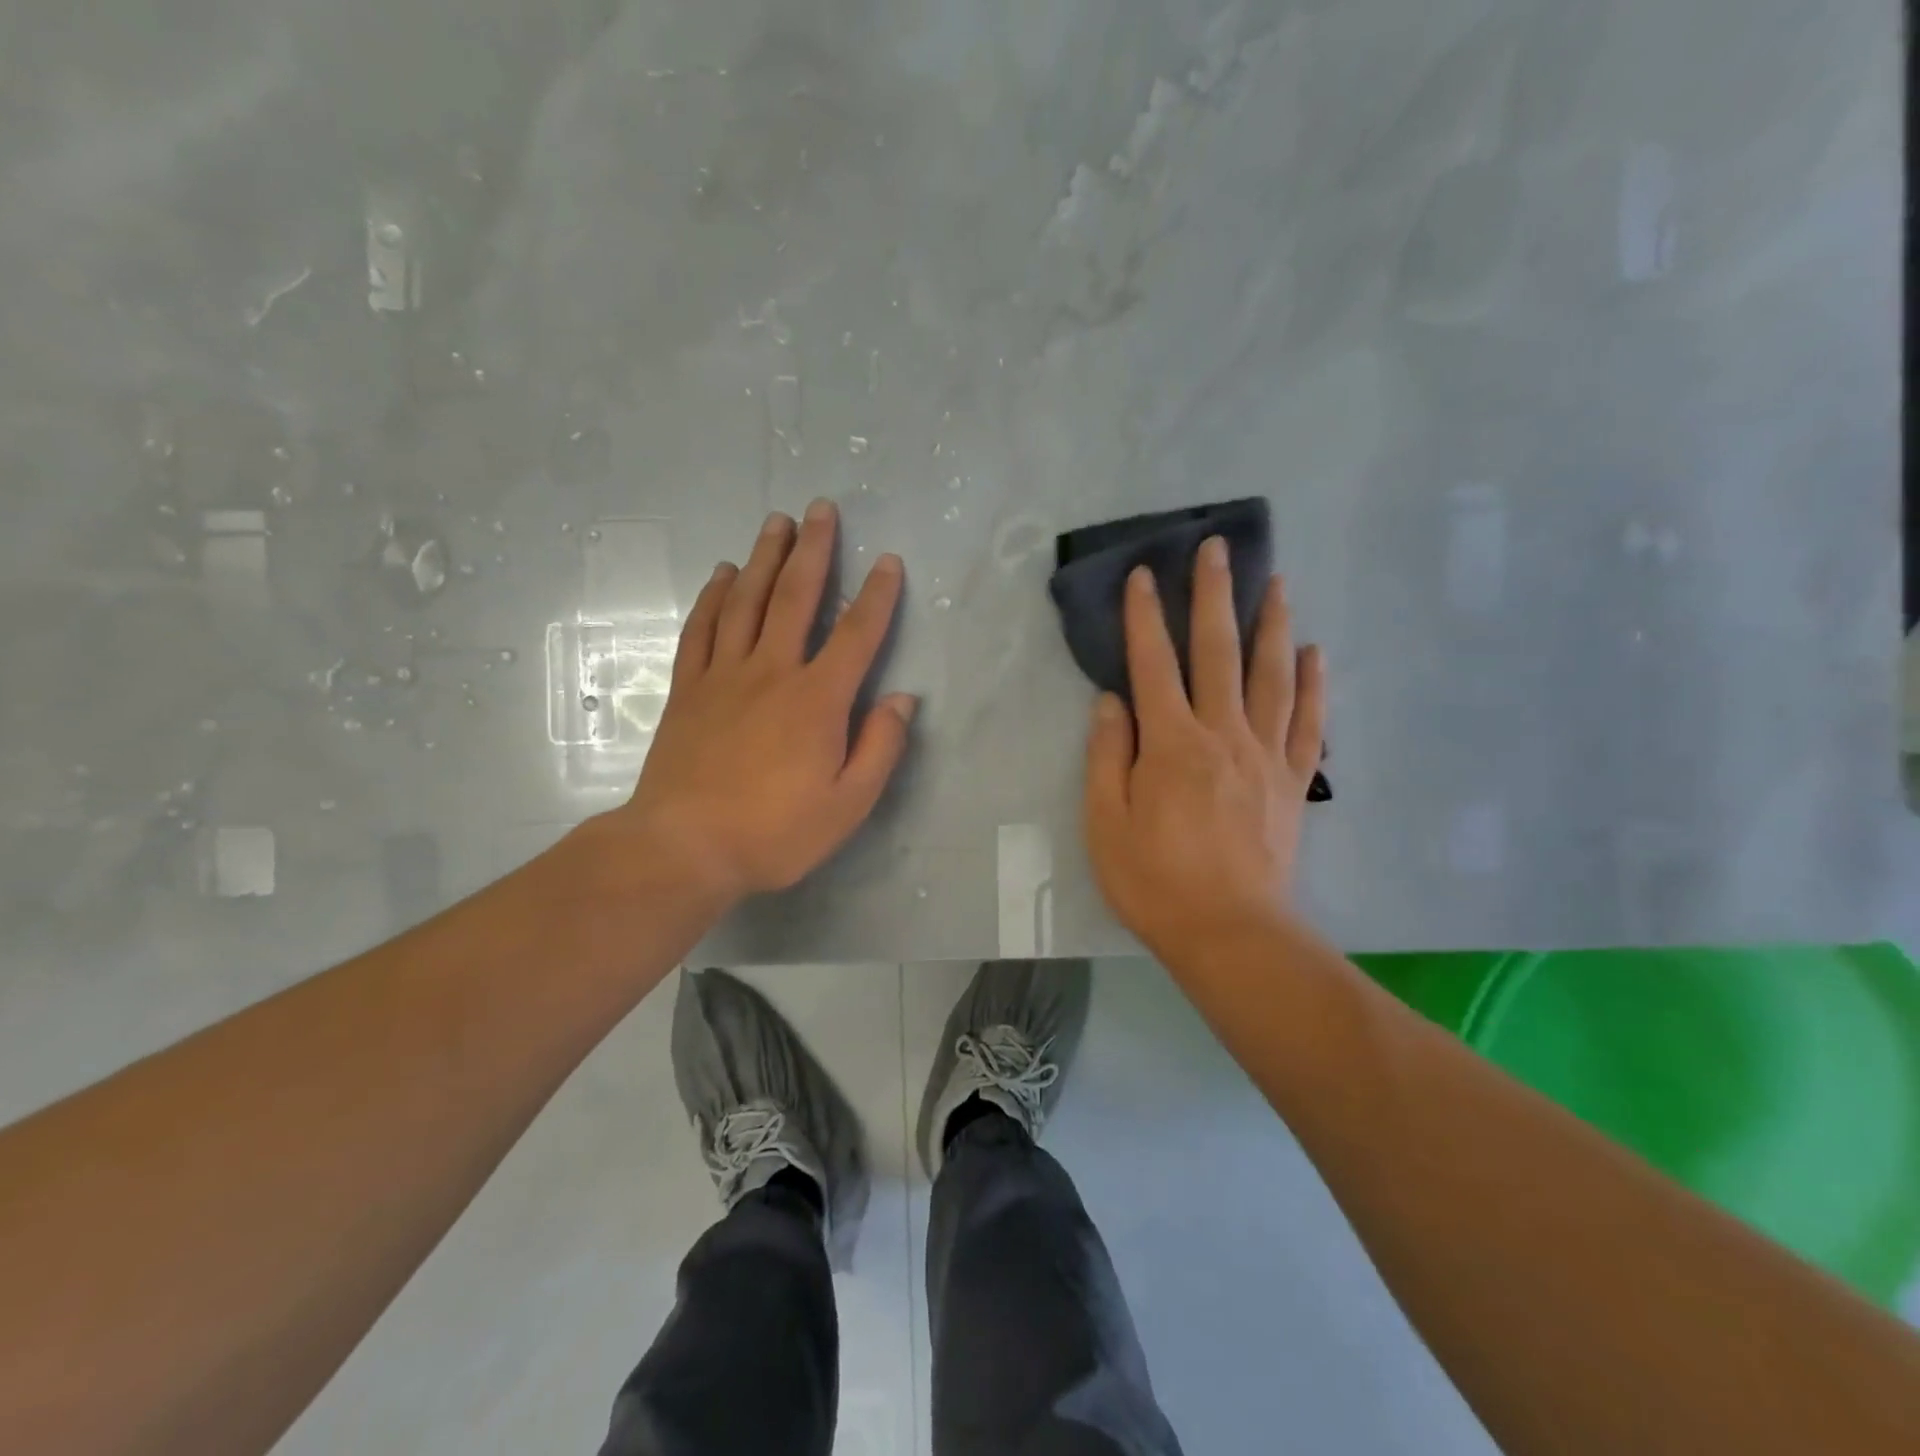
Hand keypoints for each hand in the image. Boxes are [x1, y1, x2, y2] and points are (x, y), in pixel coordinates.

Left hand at [610, 499, 915, 907]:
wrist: (684, 847)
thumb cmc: (775, 832)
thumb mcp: (848, 804)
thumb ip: (880, 748)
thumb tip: (903, 699)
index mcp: (817, 700)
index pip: (855, 634)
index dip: (876, 595)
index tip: (888, 560)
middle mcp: (772, 672)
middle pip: (795, 598)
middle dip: (814, 550)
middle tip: (821, 508)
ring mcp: (724, 676)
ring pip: (746, 601)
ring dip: (764, 557)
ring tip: (776, 522)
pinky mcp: (689, 689)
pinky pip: (702, 629)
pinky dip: (712, 597)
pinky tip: (722, 574)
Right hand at [1084, 537, 1325, 963]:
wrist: (1230, 933)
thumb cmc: (1154, 882)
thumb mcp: (1105, 823)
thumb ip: (1107, 757)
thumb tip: (1112, 701)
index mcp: (1171, 744)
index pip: (1154, 665)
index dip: (1145, 617)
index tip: (1144, 575)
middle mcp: (1223, 735)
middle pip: (1219, 653)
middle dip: (1215, 596)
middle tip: (1219, 549)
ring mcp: (1266, 755)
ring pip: (1272, 676)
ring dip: (1273, 625)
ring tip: (1278, 583)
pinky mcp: (1293, 782)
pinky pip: (1309, 723)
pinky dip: (1313, 685)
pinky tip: (1315, 654)